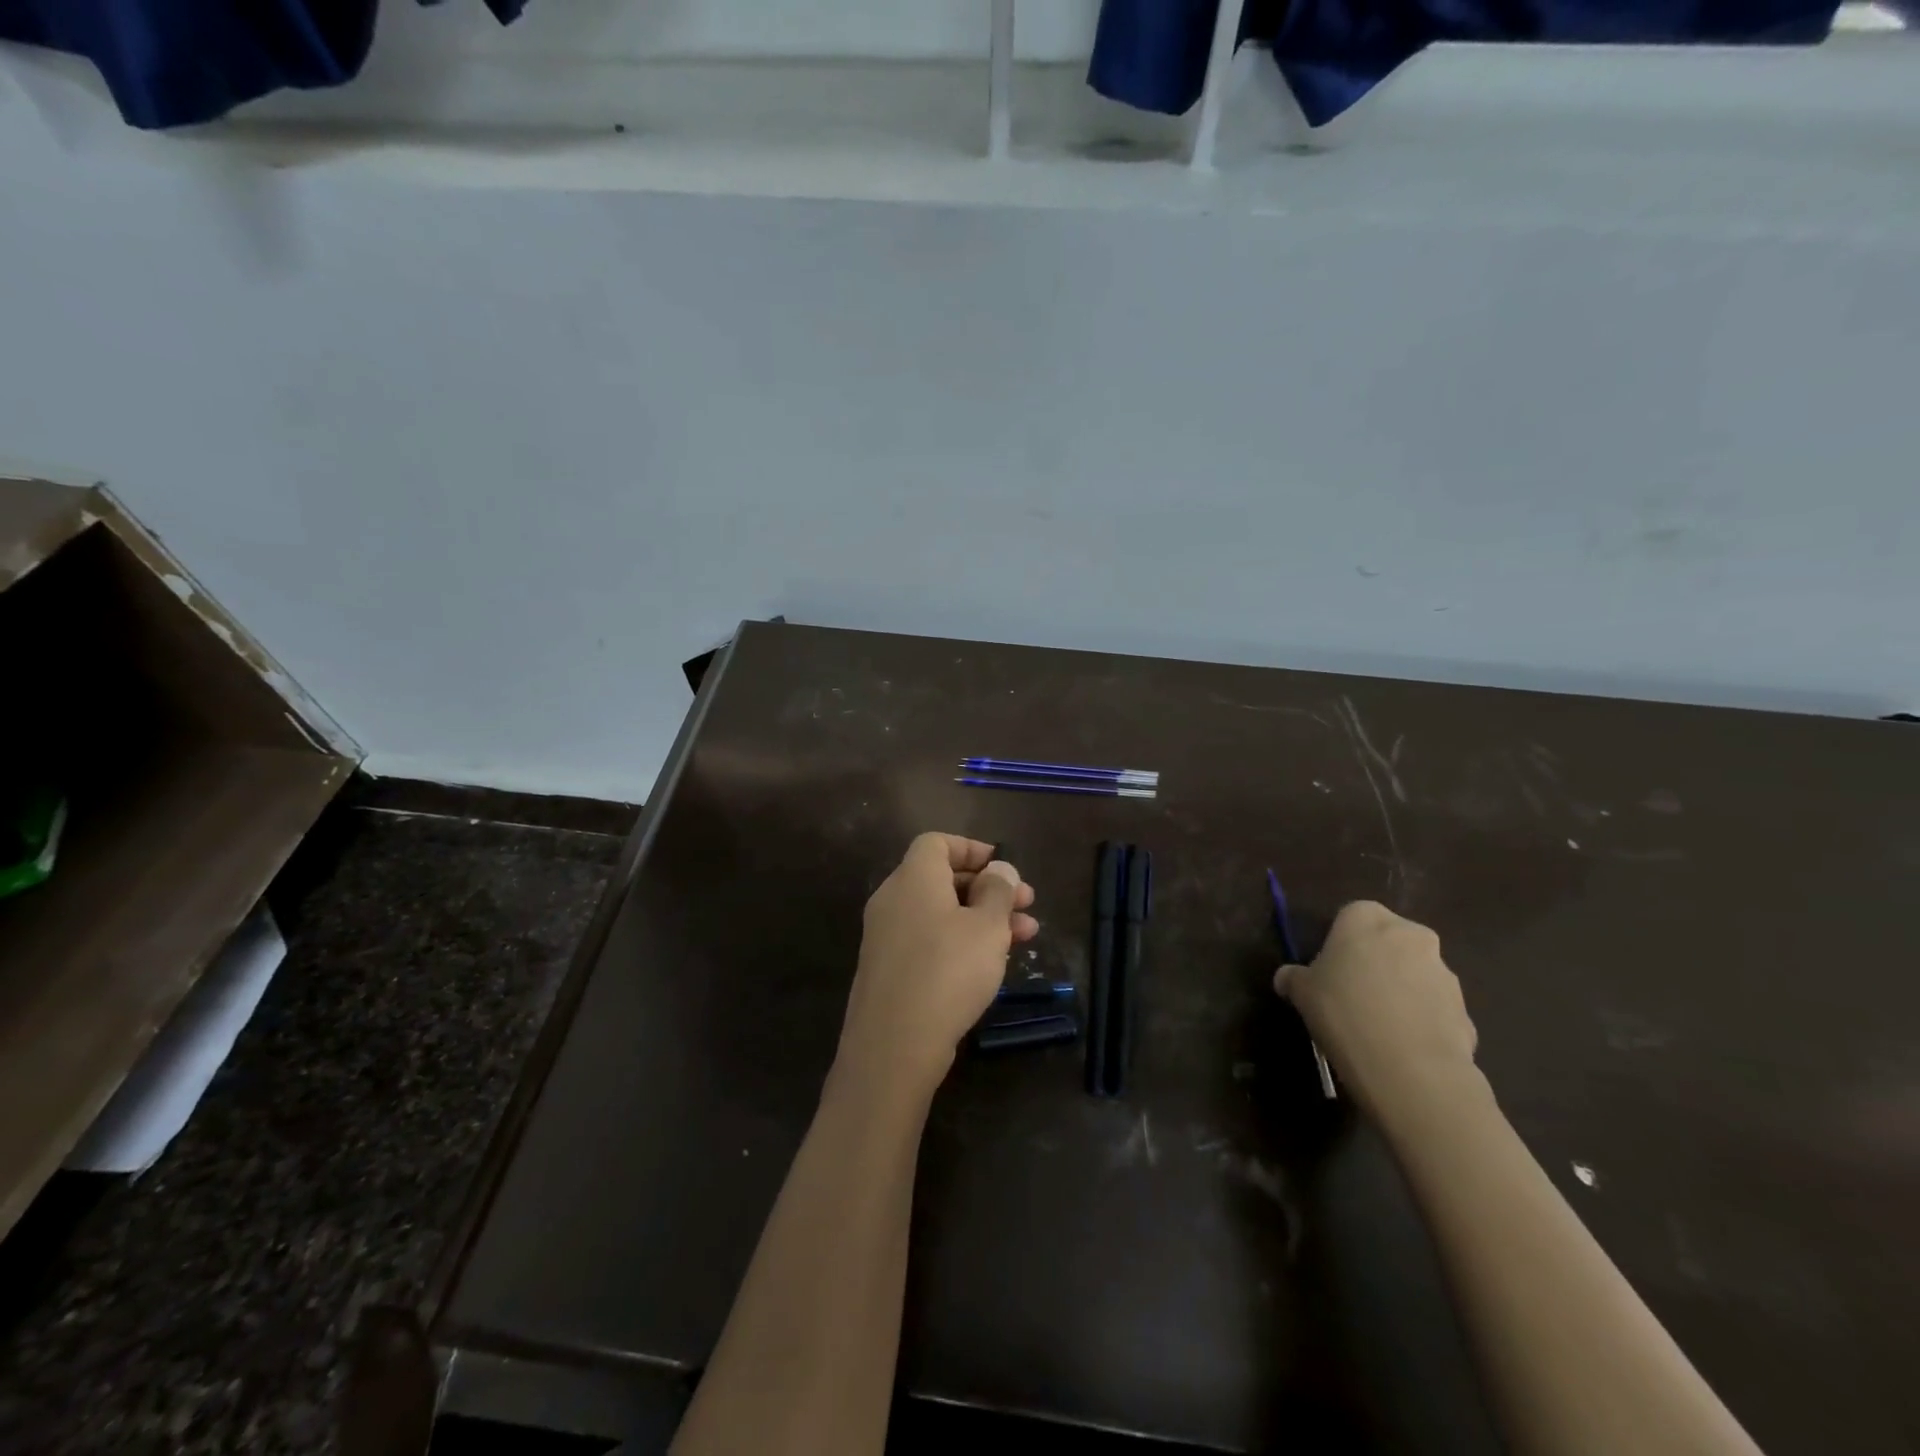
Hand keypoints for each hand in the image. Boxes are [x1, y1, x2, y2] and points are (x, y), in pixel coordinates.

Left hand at [836, 833, 1038, 1098]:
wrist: (893, 1045)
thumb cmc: (948, 971)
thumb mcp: (987, 927)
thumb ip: (998, 891)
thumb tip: (999, 869)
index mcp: (913, 878)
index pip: (937, 843)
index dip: (973, 849)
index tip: (1004, 868)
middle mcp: (893, 900)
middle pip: (942, 879)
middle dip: (988, 889)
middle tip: (1028, 905)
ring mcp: (887, 936)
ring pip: (940, 914)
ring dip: (982, 918)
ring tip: (1026, 937)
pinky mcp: (888, 970)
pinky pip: (928, 940)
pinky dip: (959, 942)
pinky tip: (990, 964)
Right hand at [1275, 901, 1479, 1123]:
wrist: (1409, 1068)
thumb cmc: (1343, 1011)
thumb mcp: (1302, 992)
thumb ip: (1294, 978)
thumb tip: (1287, 978)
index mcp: (1367, 918)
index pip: (1351, 916)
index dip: (1339, 942)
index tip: (1330, 969)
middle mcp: (1411, 935)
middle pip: (1389, 942)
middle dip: (1376, 963)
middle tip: (1353, 994)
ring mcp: (1444, 972)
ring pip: (1415, 975)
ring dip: (1401, 992)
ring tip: (1379, 1027)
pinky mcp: (1465, 1010)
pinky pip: (1435, 1009)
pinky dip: (1421, 1021)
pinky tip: (1402, 1047)